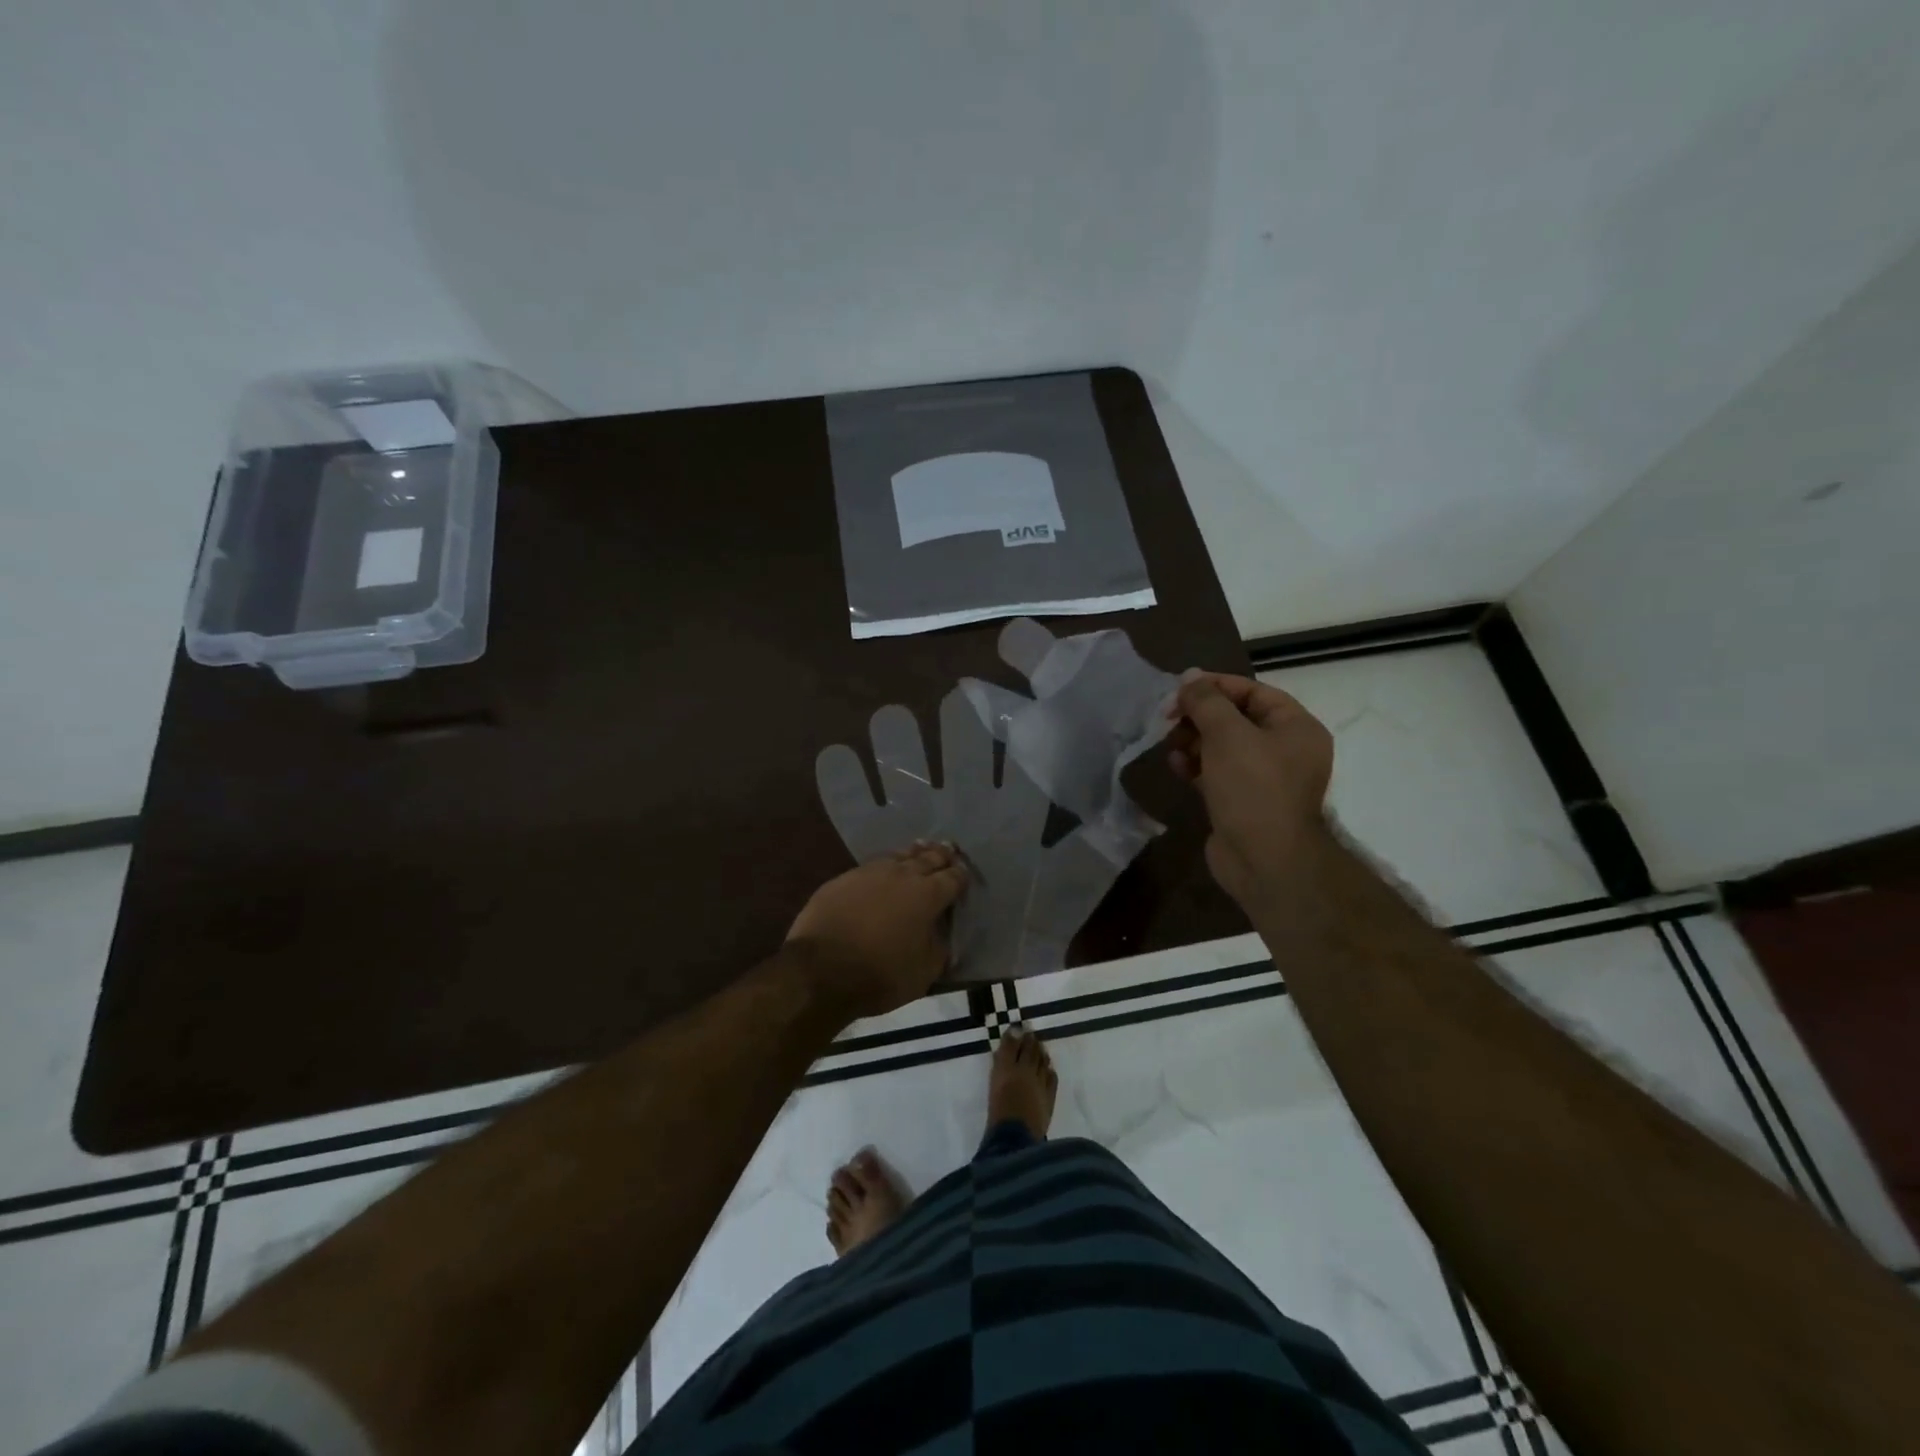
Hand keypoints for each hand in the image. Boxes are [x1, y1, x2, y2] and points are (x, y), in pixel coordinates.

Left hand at [787, 843, 968, 1020]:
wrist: (820, 970)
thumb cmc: (880, 974)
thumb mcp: (925, 972)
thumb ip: (940, 948)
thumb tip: (943, 936)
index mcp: (928, 895)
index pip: (953, 877)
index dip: (962, 876)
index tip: (965, 876)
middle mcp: (902, 874)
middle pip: (929, 858)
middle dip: (942, 855)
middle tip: (950, 850)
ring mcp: (870, 872)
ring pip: (900, 855)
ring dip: (915, 853)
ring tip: (922, 849)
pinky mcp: (844, 878)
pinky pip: (874, 864)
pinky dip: (887, 864)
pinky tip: (886, 868)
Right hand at [1166, 672, 1334, 905]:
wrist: (1265, 861)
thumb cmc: (1253, 788)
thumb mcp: (1228, 735)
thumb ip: (1206, 701)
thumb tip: (1189, 677)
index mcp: (1296, 727)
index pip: (1252, 692)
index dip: (1214, 686)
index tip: (1178, 689)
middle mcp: (1285, 750)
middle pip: (1236, 718)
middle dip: (1199, 716)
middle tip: (1167, 717)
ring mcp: (1264, 778)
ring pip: (1223, 746)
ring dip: (1193, 740)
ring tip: (1168, 742)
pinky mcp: (1242, 801)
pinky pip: (1216, 772)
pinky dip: (1196, 765)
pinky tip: (1175, 766)